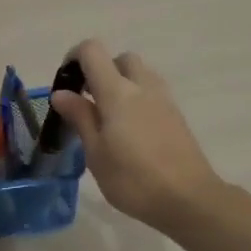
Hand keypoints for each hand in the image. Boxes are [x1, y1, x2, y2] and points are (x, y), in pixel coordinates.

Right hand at [49, 40, 221, 232]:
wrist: (189, 199)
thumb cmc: (134, 180)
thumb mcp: (96, 153)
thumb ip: (80, 117)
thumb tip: (61, 93)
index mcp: (117, 92)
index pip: (93, 51)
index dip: (74, 58)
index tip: (66, 84)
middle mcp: (142, 86)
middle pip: (120, 59)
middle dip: (101, 71)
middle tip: (89, 102)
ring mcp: (164, 99)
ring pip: (140, 74)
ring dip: (122, 84)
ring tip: (109, 118)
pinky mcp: (176, 114)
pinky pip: (152, 92)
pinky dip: (138, 98)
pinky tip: (131, 131)